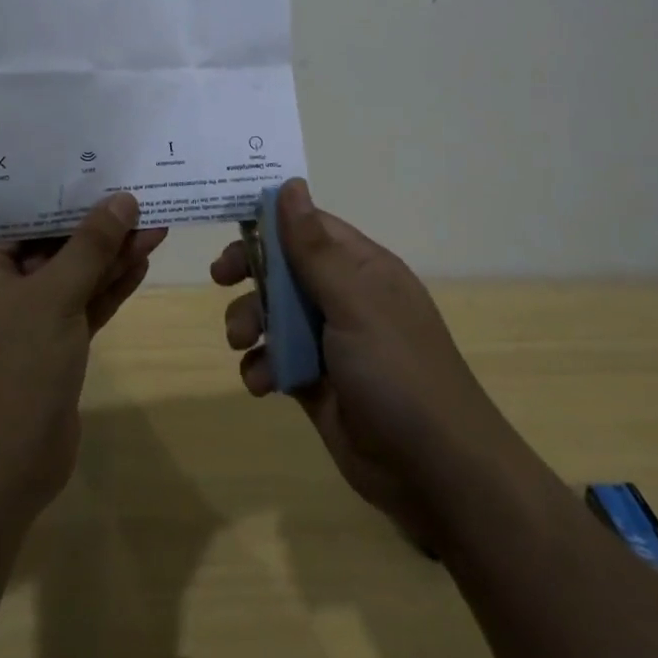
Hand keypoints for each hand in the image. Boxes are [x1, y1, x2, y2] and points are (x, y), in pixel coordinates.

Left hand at [0, 193, 165, 515]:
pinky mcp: (46, 350)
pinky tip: (141, 262)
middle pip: (48, 246)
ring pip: (69, 278)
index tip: (99, 170)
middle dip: (96, 229)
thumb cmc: (12, 370)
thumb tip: (122, 200)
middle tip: (139, 199)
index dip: (61, 195)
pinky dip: (107, 289)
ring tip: (154, 226)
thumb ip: (90, 246)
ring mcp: (19, 323)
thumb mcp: (54, 297)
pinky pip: (78, 307)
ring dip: (109, 257)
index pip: (19, 218)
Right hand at [212, 179, 504, 547]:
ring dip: (250, 322)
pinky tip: (260, 383)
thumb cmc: (397, 370)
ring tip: (241, 341)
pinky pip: (276, 360)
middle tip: (221, 278)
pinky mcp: (316, 383)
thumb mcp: (353, 301)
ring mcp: (330, 343)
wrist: (436, 473)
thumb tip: (290, 184)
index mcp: (362, 268)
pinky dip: (261, 367)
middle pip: (286, 268)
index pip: (309, 227)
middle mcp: (345, 298)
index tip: (230, 224)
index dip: (270, 221)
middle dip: (252, 272)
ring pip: (274, 314)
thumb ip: (314, 248)